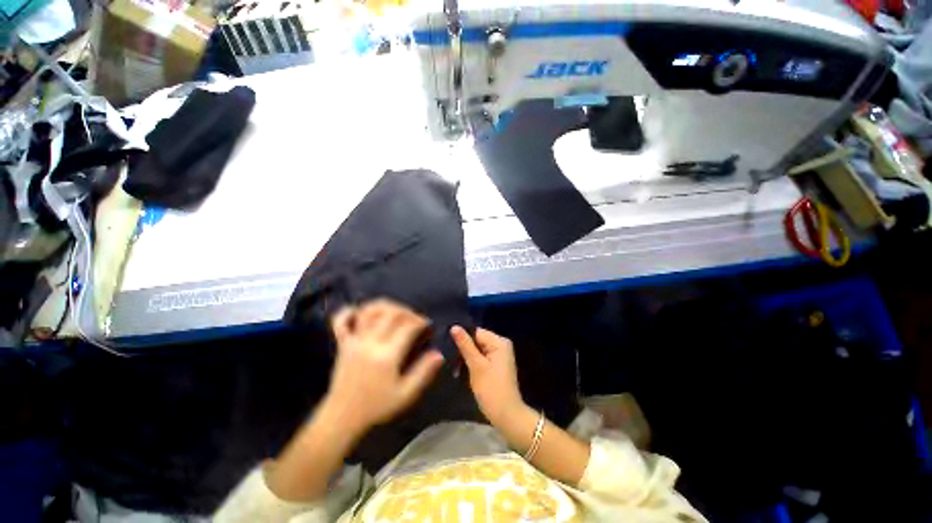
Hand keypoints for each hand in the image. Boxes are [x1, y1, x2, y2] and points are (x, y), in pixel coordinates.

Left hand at [323, 300, 444, 436]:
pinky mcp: (342, 344)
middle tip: (414, 317)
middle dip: (407, 311)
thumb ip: (423, 373)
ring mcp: (354, 341)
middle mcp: (370, 343)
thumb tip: (439, 354)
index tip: (427, 324)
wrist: (342, 417)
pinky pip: (340, 321)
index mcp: (387, 355)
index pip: (408, 327)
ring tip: (395, 310)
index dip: (420, 321)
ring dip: (384, 305)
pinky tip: (359, 309)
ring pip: (369, 311)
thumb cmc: (376, 406)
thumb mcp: (405, 394)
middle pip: (390, 314)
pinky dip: (349, 311)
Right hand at [451, 326, 524, 425]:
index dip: (461, 336)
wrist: (506, 415)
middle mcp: (501, 345)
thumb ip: (465, 345)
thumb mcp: (476, 365)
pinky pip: (481, 357)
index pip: (476, 332)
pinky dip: (472, 362)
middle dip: (463, 347)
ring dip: (466, 356)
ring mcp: (499, 355)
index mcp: (499, 342)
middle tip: (446, 354)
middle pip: (477, 339)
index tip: (445, 342)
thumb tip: (454, 326)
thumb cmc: (491, 389)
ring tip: (452, 362)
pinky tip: (460, 368)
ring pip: (477, 349)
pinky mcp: (496, 364)